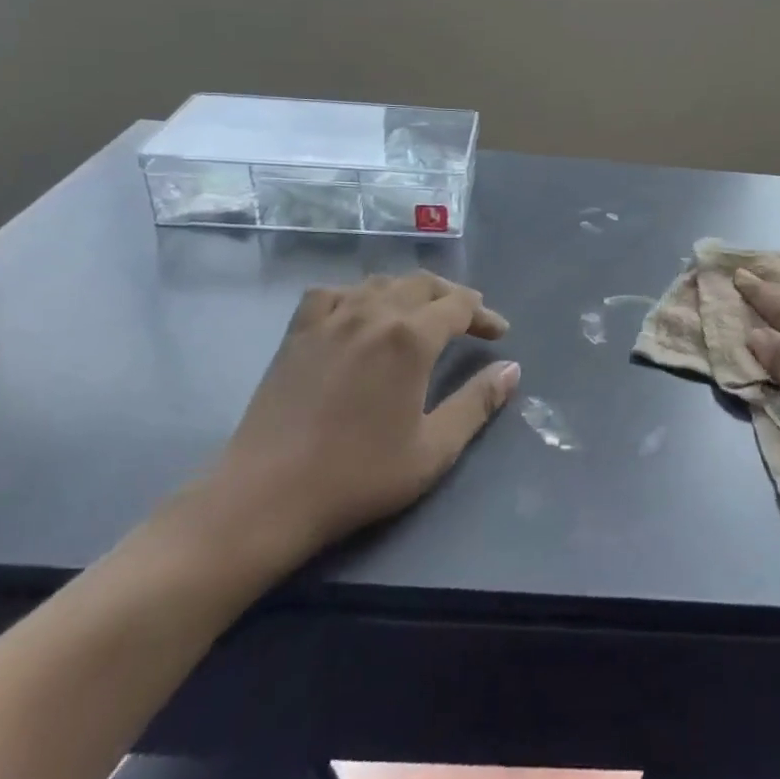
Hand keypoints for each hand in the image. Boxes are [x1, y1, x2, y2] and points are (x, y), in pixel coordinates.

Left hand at [186, 274, 518, 584]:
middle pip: (422, 284)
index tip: (500, 333)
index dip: (484, 315)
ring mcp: (329, 319)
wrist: (267, 495)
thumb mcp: (434, 448)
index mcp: (410, 338)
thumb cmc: (360, 475)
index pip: (458, 306)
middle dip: (453, 297)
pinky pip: (332, 294)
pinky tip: (359, 312)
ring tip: (422, 313)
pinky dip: (356, 294)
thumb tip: (512, 369)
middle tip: (471, 319)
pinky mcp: (297, 333)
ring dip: (410, 292)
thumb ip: (477, 403)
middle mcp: (372, 314)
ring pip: (380, 283)